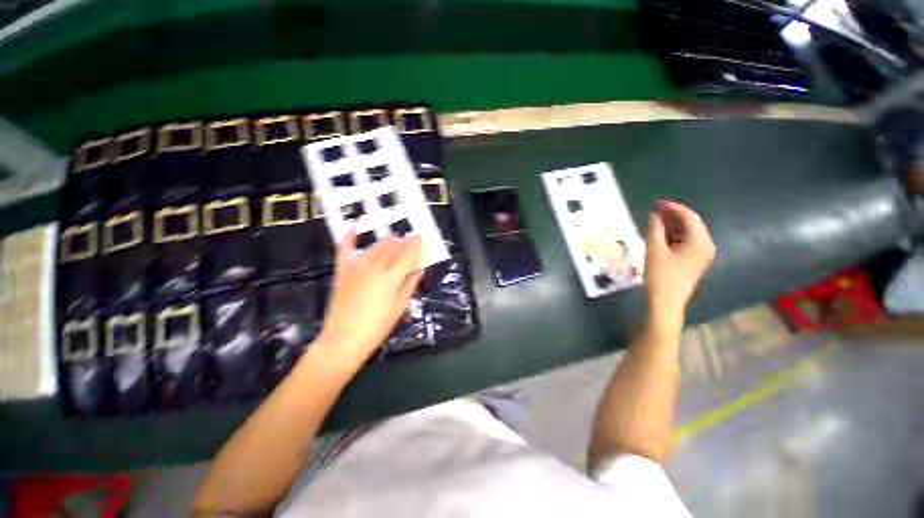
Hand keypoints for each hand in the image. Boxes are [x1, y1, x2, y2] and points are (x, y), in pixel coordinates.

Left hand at [314, 229, 423, 373]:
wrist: (343, 340)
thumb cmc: (376, 328)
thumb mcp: (400, 308)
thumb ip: (410, 286)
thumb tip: (419, 271)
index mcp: (391, 278)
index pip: (407, 255)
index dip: (416, 245)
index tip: (421, 237)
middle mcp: (374, 268)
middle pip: (392, 248)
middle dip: (403, 241)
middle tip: (410, 240)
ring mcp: (356, 268)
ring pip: (375, 246)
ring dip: (387, 240)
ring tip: (395, 239)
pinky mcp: (343, 271)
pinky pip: (345, 249)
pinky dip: (350, 236)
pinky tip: (356, 226)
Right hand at [644, 200, 714, 325]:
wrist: (666, 302)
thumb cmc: (661, 276)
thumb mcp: (654, 250)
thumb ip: (655, 229)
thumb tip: (655, 215)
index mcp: (700, 241)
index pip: (689, 217)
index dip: (673, 208)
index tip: (656, 203)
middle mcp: (706, 245)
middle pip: (691, 224)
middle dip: (672, 216)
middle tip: (654, 211)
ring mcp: (702, 254)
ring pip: (688, 233)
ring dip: (672, 226)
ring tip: (654, 222)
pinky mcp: (695, 261)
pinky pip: (686, 242)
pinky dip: (674, 236)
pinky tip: (660, 236)